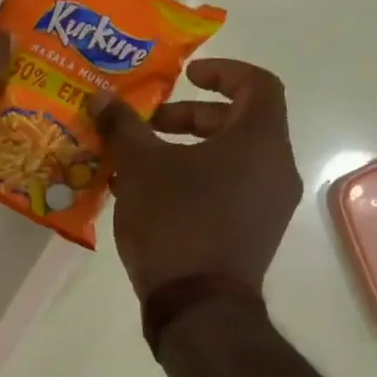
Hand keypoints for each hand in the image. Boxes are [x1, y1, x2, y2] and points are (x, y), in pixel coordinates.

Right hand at [93, 59, 302, 301]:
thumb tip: (101, 97)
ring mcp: (269, 205)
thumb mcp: (140, 166)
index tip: (185, 76)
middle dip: (189, 117)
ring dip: (186, 151)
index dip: (222, 72)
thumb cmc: (175, 221)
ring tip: (139, 162)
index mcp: (259, 141)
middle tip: (148, 125)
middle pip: (239, 122)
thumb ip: (122, 125)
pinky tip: (149, 196)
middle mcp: (276, 168)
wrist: (197, 305)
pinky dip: (195, 180)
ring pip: (230, 159)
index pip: (257, 84)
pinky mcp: (254, 233)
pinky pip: (228, 190)